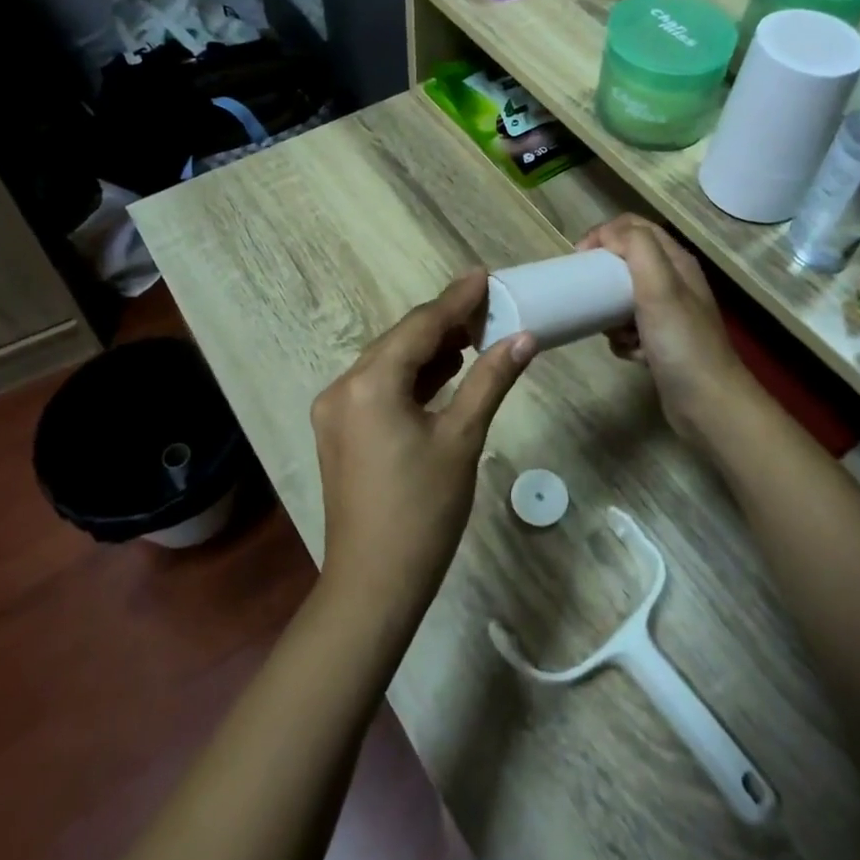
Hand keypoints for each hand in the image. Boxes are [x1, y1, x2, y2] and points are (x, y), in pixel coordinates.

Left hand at [310, 271, 532, 618]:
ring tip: (474, 333)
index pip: (420, 326)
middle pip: (401, 340)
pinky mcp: (339, 430)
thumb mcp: (463, 439)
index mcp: (370, 383)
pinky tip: (444, 370)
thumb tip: (524, 337)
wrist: (374, 584)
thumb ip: (490, 380)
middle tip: (488, 306)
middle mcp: (343, 386)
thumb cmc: (424, 511)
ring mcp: (335, 410)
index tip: (484, 274)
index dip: (456, 300)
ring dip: (429, 348)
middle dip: (444, 322)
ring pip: (389, 362)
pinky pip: (379, 386)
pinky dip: (412, 376)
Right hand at [576, 215, 750, 442]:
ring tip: (613, 329)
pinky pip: (628, 330)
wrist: (707, 403)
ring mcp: (668, 315)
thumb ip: (637, 248)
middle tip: (588, 293)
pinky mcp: (660, 343)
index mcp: (676, 262)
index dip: (605, 234)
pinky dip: (622, 340)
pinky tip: (631, 353)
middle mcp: (674, 283)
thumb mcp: (659, 286)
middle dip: (604, 275)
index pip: (635, 227)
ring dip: (610, 313)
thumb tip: (607, 234)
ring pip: (623, 298)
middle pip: (627, 262)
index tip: (580, 257)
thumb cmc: (681, 341)